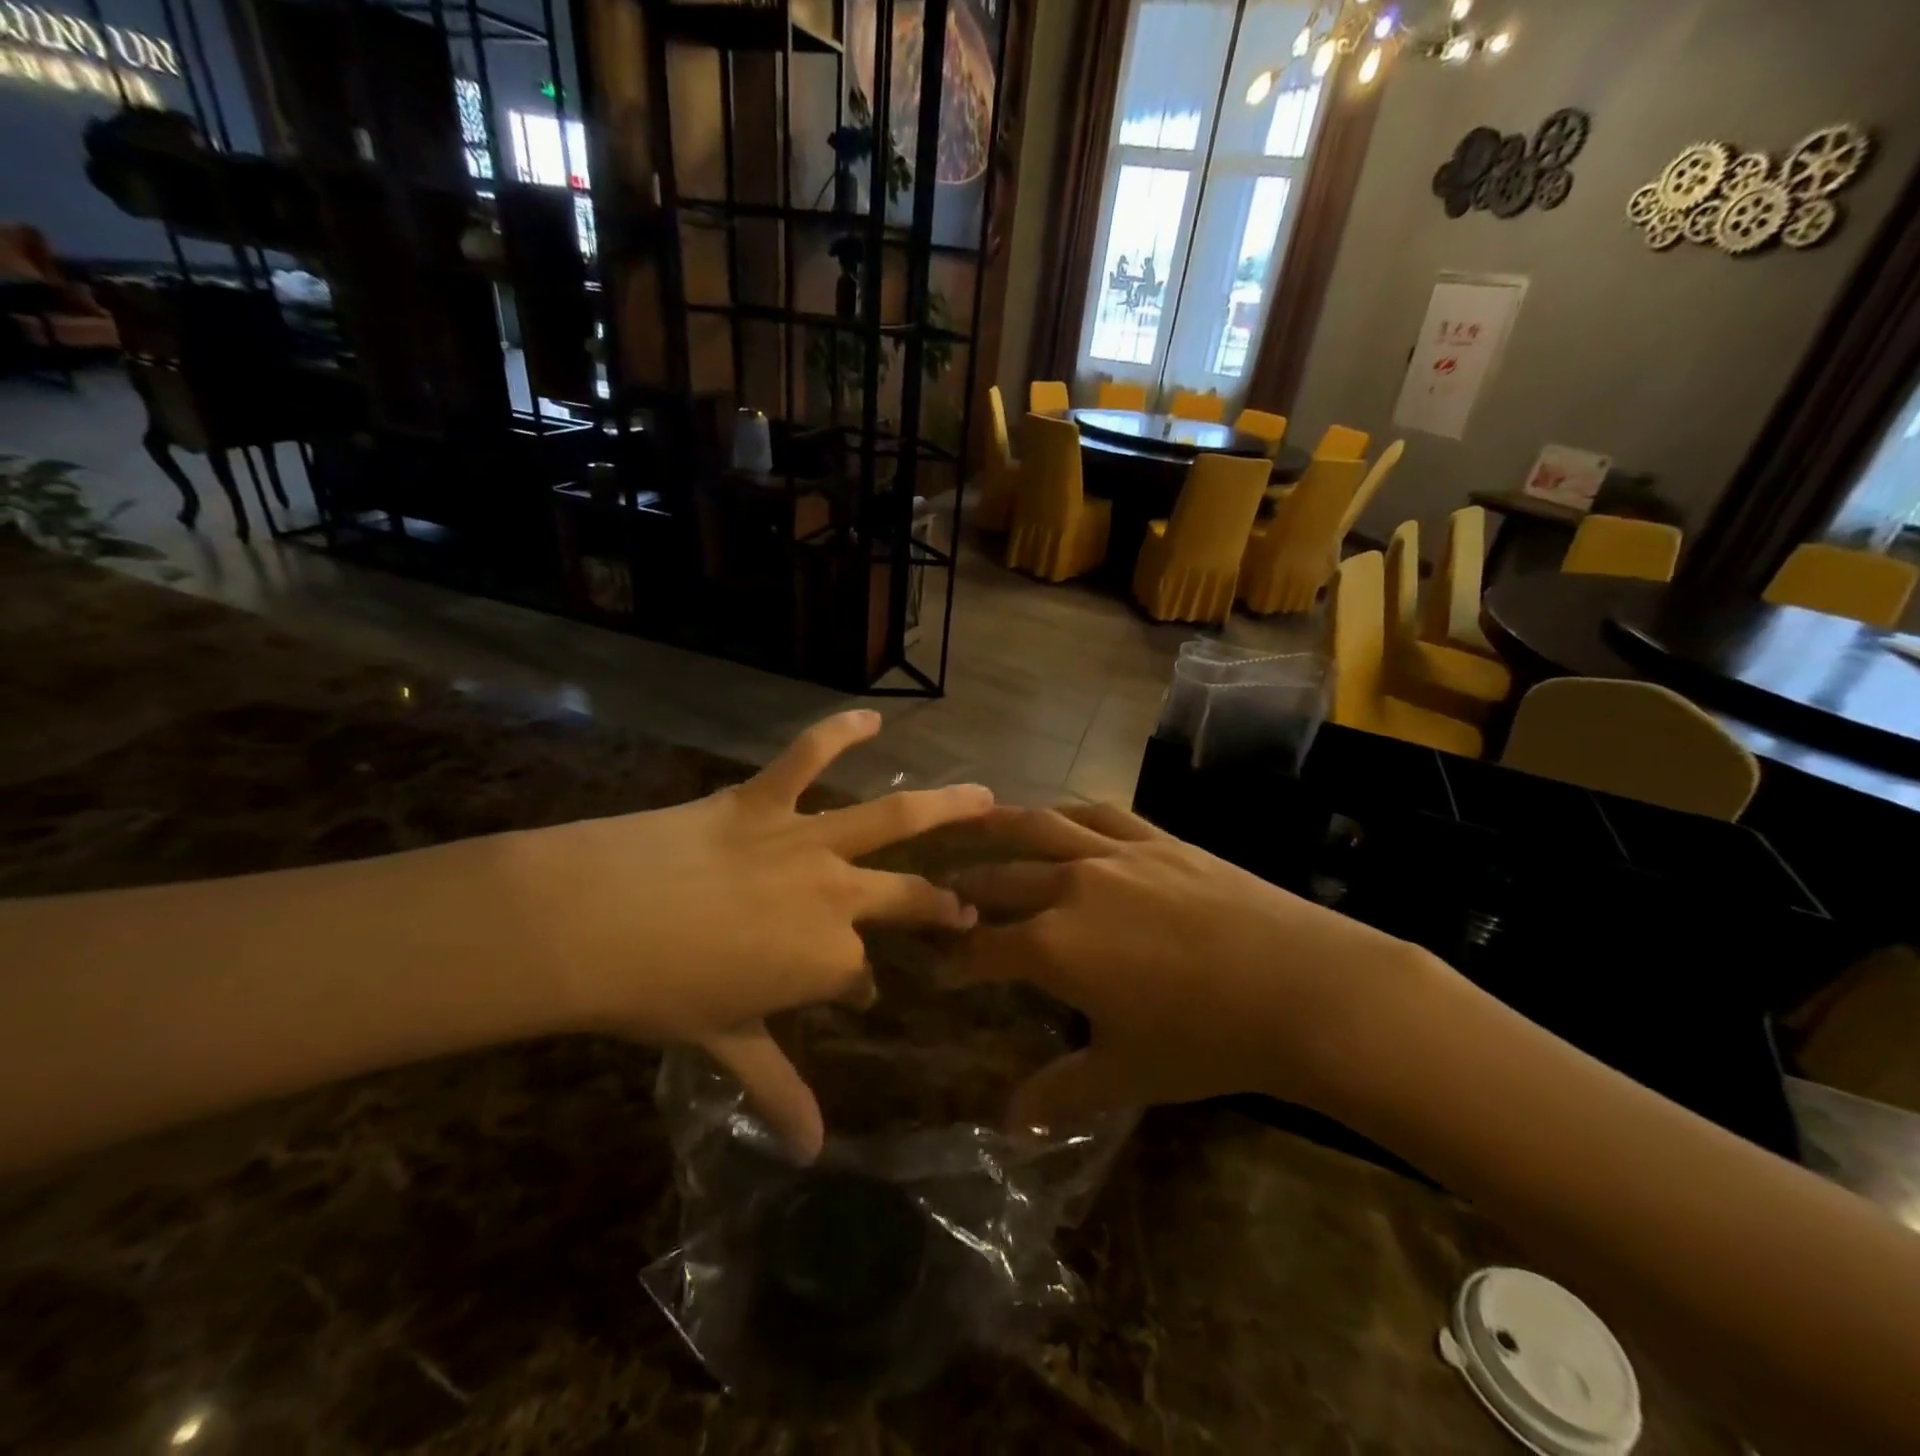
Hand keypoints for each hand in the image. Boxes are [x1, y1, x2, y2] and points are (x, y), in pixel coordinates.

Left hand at [513, 711, 991, 1157]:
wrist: (592, 923)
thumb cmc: (659, 993)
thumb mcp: (727, 1043)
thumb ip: (778, 1091)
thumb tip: (810, 1154)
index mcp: (826, 960)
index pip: (859, 977)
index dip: (858, 989)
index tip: (856, 996)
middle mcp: (835, 896)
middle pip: (906, 899)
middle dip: (940, 906)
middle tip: (963, 906)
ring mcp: (805, 841)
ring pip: (893, 818)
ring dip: (946, 806)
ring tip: (984, 795)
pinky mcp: (763, 799)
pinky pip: (809, 755)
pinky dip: (839, 731)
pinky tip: (870, 715)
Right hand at [949, 802, 1442, 1128]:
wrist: (1299, 987)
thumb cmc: (1206, 1039)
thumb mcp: (1126, 1073)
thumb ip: (1062, 1093)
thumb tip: (1011, 1124)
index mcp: (1052, 945)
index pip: (982, 948)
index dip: (953, 958)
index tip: (937, 965)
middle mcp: (1069, 885)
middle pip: (998, 880)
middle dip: (962, 888)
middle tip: (940, 893)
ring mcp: (1113, 854)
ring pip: (1038, 828)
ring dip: (997, 828)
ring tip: (971, 825)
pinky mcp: (1155, 838)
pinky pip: (1097, 813)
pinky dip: (1066, 812)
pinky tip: (1057, 815)